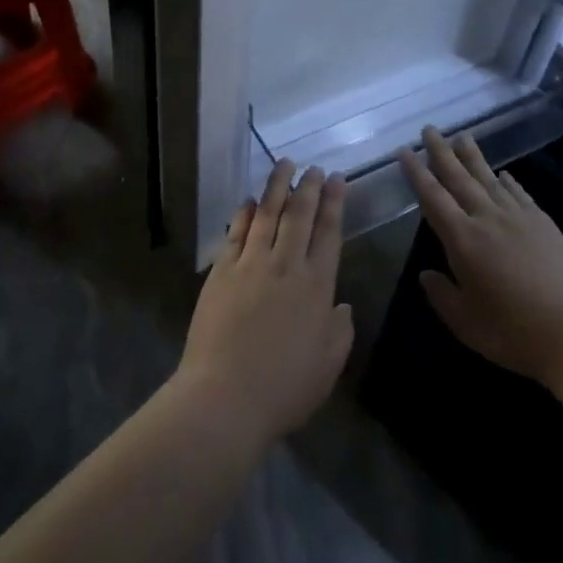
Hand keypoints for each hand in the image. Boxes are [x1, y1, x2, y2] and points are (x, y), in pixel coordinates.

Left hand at [176, 159, 353, 446]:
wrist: (225, 397)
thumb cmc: (284, 387)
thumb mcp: (328, 364)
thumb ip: (340, 330)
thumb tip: (341, 305)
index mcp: (317, 286)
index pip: (328, 232)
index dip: (334, 202)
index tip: (336, 179)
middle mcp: (286, 265)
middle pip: (299, 215)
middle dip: (308, 186)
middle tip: (313, 167)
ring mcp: (250, 265)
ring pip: (267, 214)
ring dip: (277, 187)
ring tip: (284, 164)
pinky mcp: (221, 272)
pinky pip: (236, 233)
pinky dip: (245, 213)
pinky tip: (251, 200)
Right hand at [399, 127, 562, 386]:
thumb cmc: (516, 334)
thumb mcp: (467, 324)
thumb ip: (442, 296)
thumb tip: (426, 275)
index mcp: (464, 241)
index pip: (433, 198)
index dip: (417, 173)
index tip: (404, 151)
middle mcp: (489, 220)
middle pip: (460, 179)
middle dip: (442, 153)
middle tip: (430, 129)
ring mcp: (520, 219)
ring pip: (490, 179)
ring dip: (473, 157)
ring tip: (462, 137)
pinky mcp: (545, 224)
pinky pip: (519, 194)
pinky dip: (507, 180)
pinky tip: (503, 173)